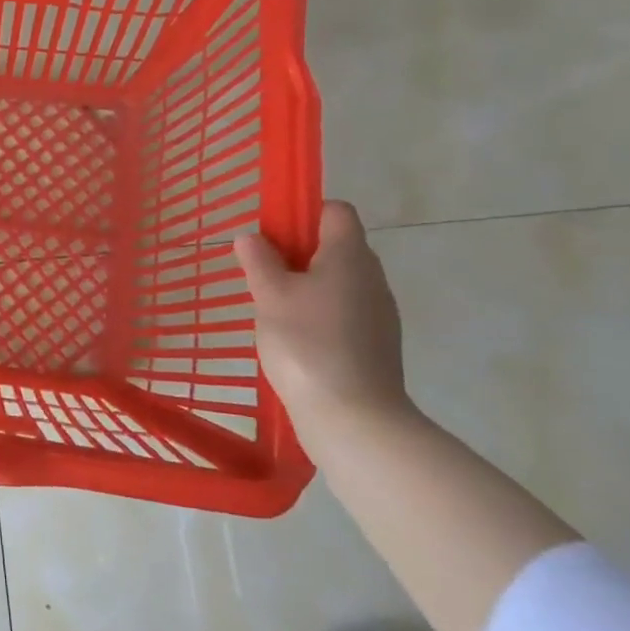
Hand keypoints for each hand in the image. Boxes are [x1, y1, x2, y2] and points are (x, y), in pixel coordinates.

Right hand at [233, 200, 411, 435]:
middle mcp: (372, 279)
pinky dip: (319, 316)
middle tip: (262, 275)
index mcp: (350, 256)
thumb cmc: (308, 344)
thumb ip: (258, 260)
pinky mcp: (376, 346)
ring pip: (338, 283)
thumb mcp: (270, 296)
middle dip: (298, 254)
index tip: (272, 235)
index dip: (304, 214)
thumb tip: (250, 236)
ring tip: (273, 311)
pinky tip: (294, 340)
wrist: (355, 419)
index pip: (336, 211)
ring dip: (306, 288)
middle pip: (336, 247)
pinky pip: (343, 314)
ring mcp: (378, 315)